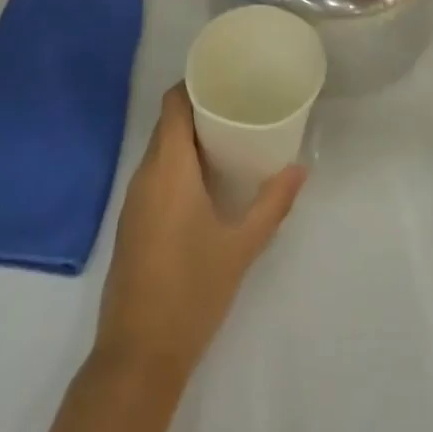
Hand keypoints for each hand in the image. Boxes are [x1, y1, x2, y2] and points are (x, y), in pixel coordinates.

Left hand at [95, 86, 305, 378]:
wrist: (138, 354)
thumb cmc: (192, 290)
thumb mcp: (241, 246)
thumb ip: (272, 204)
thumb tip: (301, 168)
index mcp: (168, 167)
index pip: (173, 104)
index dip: (193, 83)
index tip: (224, 77)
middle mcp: (145, 174)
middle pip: (167, 124)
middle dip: (198, 110)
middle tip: (237, 107)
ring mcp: (133, 200)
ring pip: (159, 150)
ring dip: (187, 139)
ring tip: (227, 139)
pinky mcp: (131, 222)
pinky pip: (154, 175)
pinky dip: (176, 165)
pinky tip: (204, 181)